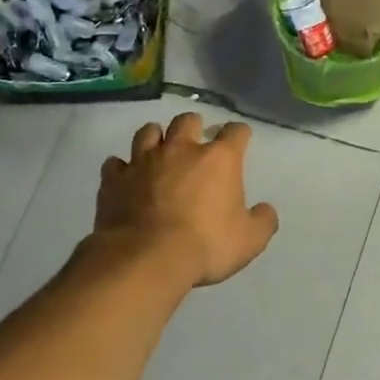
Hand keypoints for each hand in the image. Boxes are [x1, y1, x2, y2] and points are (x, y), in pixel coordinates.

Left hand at [95, 113, 279, 287]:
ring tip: (159, 151)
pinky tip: (126, 177)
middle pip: (187, 120)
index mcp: (218, 160)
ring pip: (148, 132)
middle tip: (196, 143)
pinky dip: (122, 167)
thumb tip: (265, 210)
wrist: (146, 258)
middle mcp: (180, 150)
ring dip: (156, 138)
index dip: (240, 133)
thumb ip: (263, 221)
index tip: (241, 139)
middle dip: (194, 126)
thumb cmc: (205, 246)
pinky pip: (115, 163)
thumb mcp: (250, 241)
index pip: (235, 132)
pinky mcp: (114, 179)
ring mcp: (143, 161)